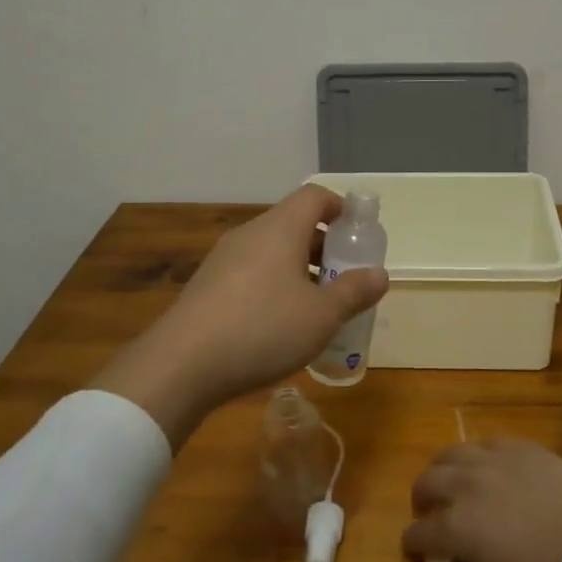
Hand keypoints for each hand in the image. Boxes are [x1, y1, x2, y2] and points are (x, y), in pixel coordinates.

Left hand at [96, 186, 388, 443]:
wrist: (181, 364)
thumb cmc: (263, 329)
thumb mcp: (322, 316)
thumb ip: (354, 292)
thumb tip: (380, 274)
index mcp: (280, 228)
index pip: (314, 196)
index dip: (340, 208)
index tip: (357, 234)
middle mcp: (250, 234)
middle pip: (293, 223)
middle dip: (323, 246)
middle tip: (343, 279)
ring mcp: (223, 259)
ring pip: (271, 251)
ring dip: (297, 269)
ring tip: (315, 307)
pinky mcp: (206, 286)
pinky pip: (250, 273)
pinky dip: (272, 286)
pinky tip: (278, 325)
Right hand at [401, 439, 561, 561]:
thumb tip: (457, 558)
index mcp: (457, 527)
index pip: (419, 533)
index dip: (414, 544)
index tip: (417, 550)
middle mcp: (466, 486)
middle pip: (426, 482)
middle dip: (422, 499)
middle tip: (431, 512)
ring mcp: (492, 460)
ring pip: (450, 452)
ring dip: (444, 469)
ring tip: (453, 481)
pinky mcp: (519, 446)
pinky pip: (487, 442)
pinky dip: (479, 456)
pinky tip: (489, 466)